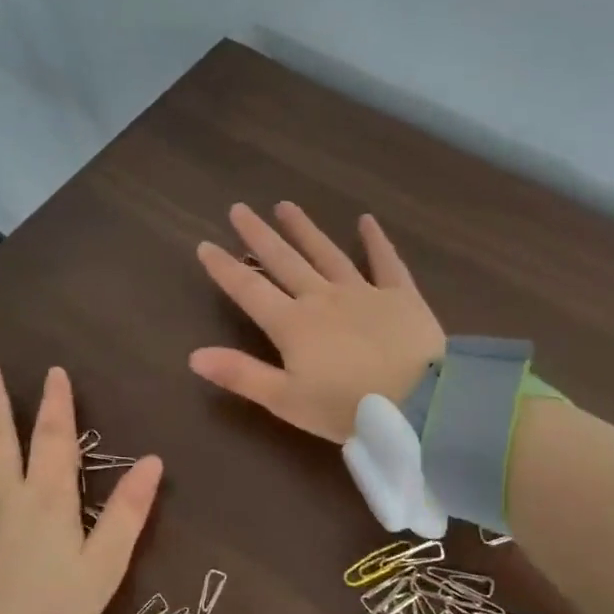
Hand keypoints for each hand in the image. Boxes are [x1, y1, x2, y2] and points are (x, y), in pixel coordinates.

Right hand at [189, 202, 444, 443]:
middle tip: (240, 208)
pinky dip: (375, 240)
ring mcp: (363, 292)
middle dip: (259, 236)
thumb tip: (194, 355)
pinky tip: (367, 220)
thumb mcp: (287, 401)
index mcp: (293, 324)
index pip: (250, 290)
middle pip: (284, 261)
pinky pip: (385, 261)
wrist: (420, 401)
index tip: (205, 245)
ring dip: (304, 229)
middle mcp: (322, 298)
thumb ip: (242, 375)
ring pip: (327, 253)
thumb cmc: (347, 407)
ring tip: (285, 206)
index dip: (225, 268)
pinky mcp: (400, 295)